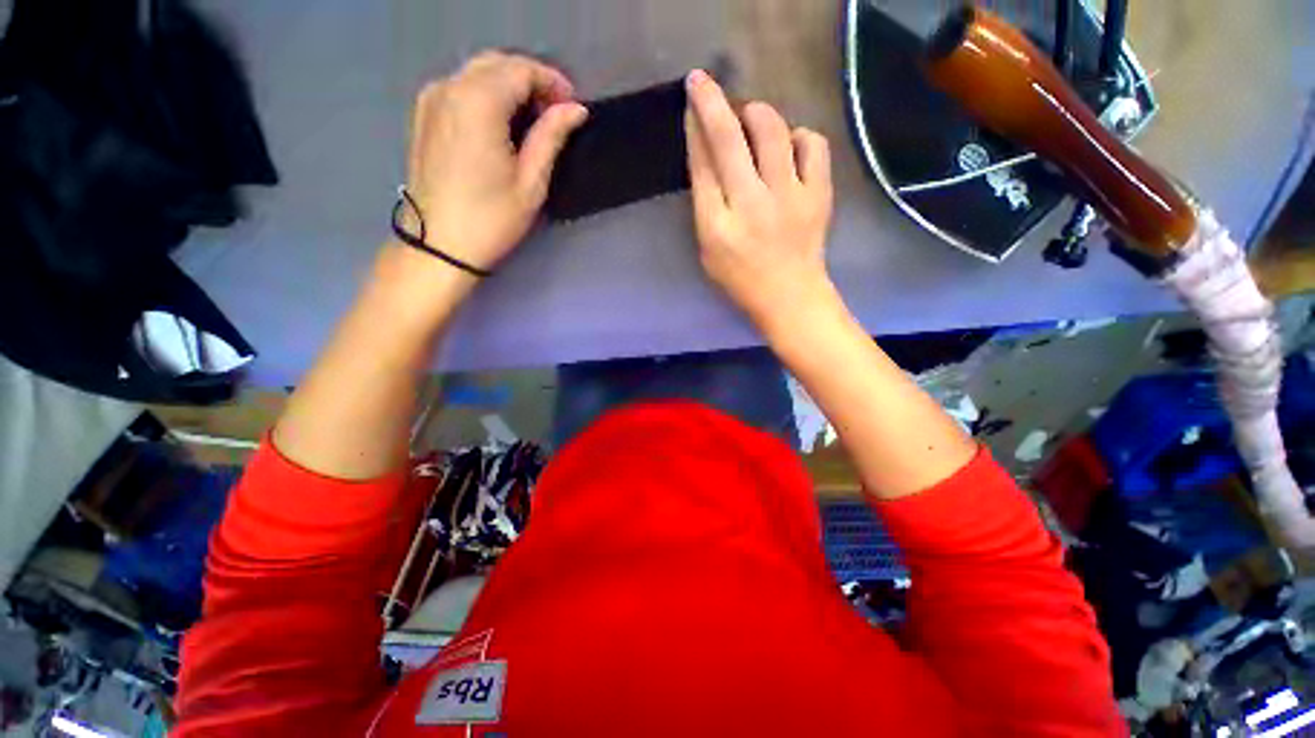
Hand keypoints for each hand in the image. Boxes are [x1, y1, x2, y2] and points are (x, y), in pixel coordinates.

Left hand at [404, 51, 588, 274]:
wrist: (438, 245)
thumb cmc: (491, 219)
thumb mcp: (531, 182)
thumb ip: (551, 137)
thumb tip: (575, 109)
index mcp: (477, 101)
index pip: (521, 70)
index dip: (552, 82)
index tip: (573, 106)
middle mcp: (449, 87)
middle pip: (498, 64)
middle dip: (532, 80)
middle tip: (557, 113)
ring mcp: (432, 99)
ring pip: (478, 73)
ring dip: (510, 86)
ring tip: (534, 119)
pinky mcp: (424, 114)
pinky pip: (461, 88)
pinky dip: (487, 94)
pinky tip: (503, 122)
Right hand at [683, 70, 834, 334]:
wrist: (790, 297)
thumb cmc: (741, 279)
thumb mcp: (708, 250)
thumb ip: (705, 205)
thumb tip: (706, 155)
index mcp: (718, 225)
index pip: (702, 163)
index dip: (695, 125)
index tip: (692, 100)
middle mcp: (751, 205)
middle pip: (729, 138)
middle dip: (712, 100)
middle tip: (706, 85)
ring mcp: (788, 197)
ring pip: (771, 130)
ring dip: (756, 114)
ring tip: (751, 120)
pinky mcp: (818, 195)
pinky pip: (812, 144)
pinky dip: (799, 137)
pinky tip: (790, 147)